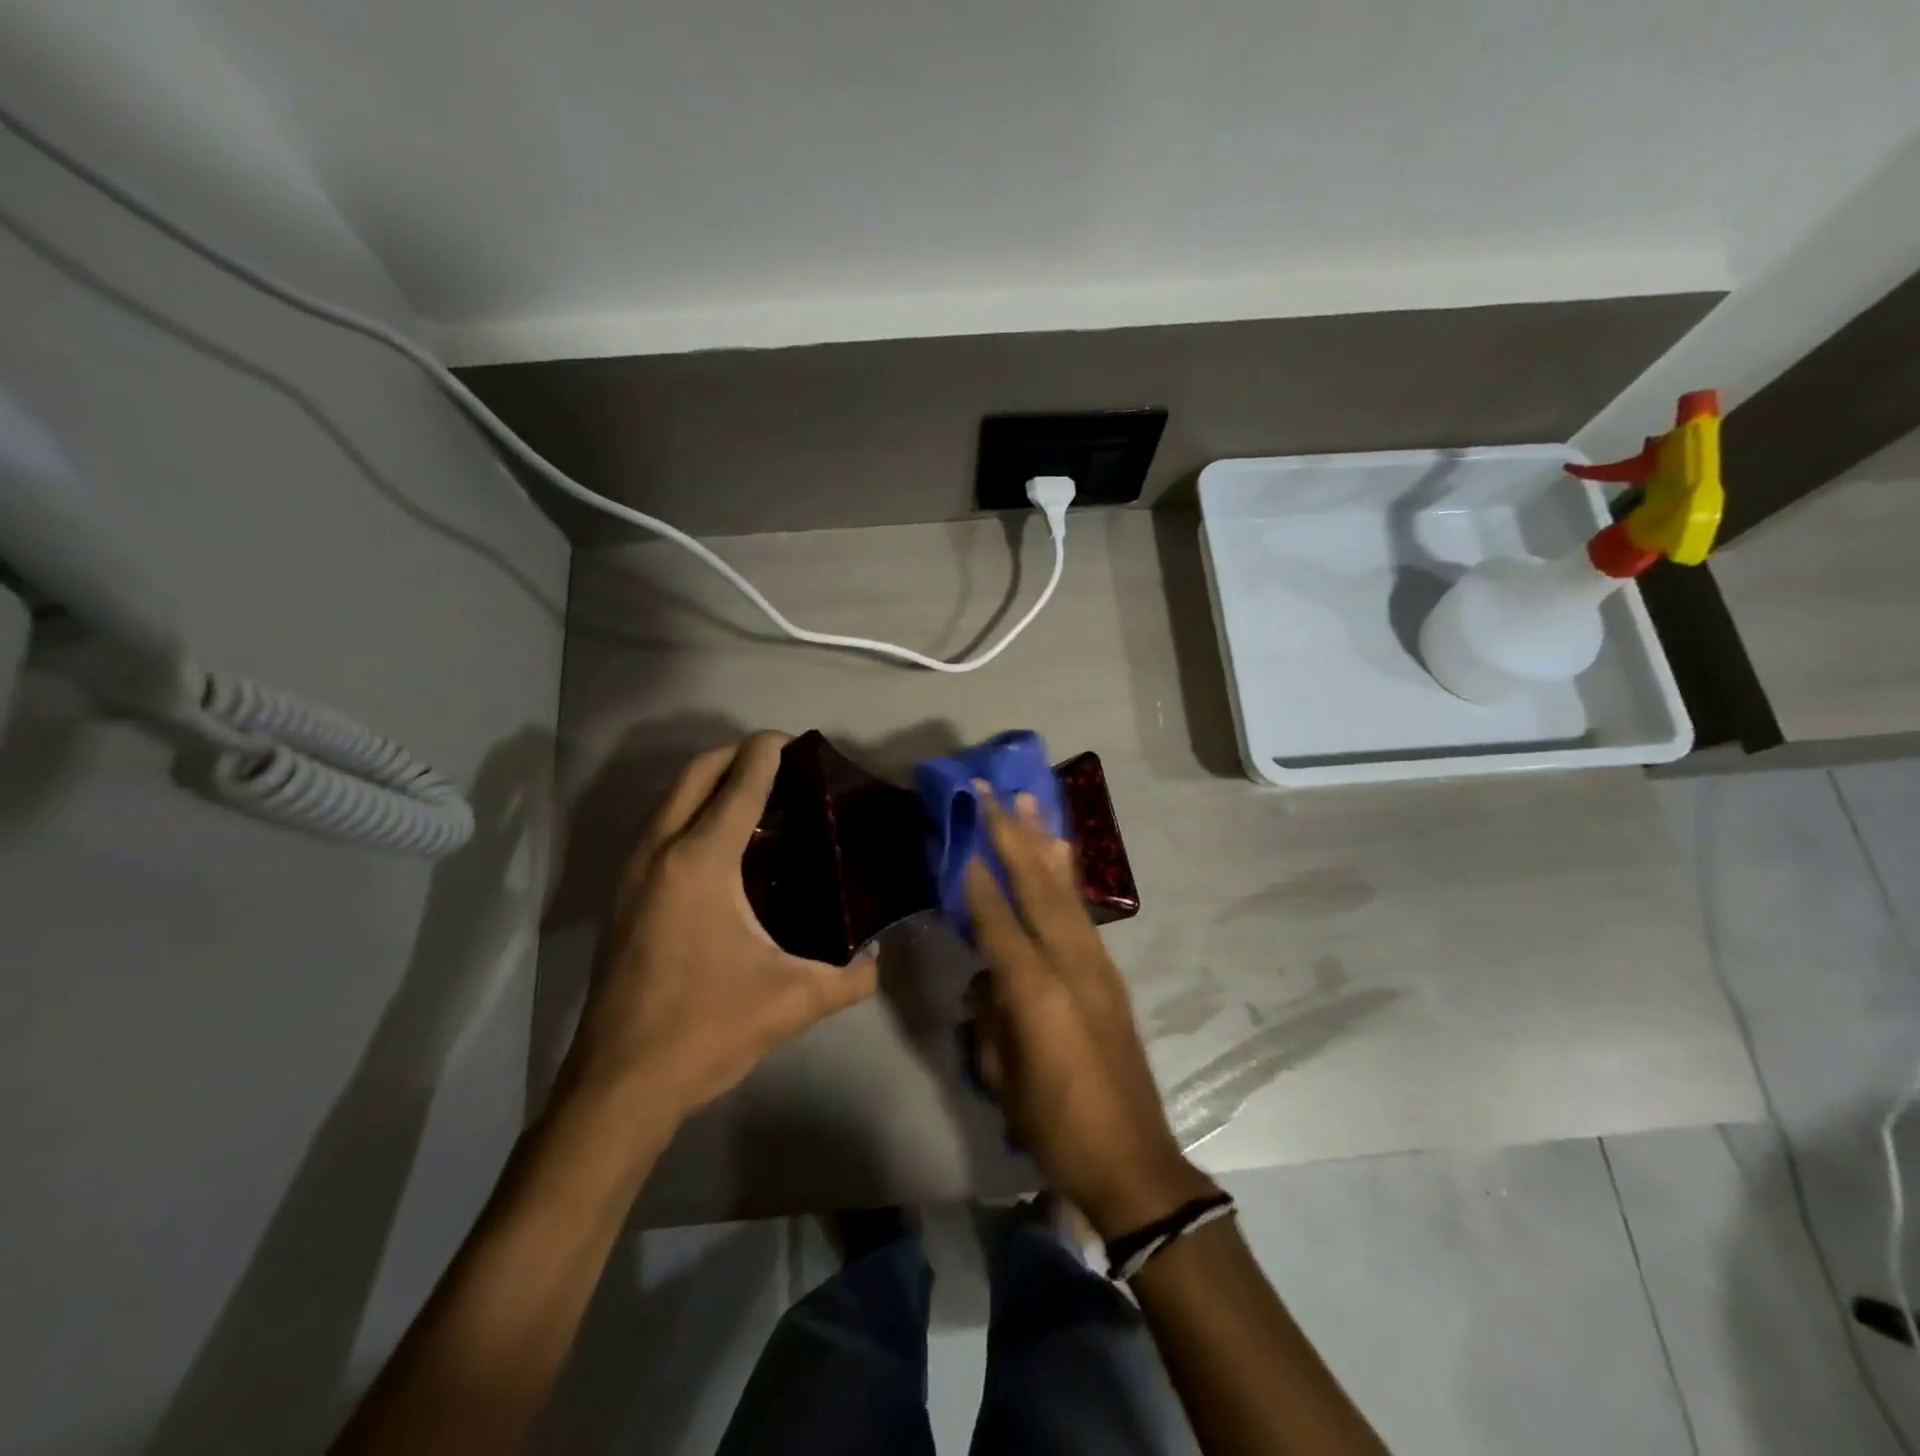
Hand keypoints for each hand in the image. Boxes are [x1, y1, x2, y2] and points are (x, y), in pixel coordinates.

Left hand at [563, 732, 877, 1120]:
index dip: (767, 752)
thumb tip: (880, 961)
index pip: (738, 784)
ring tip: (754, 798)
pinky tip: (720, 849)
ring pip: (668, 799)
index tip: (795, 741)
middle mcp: (659, 852)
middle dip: (734, 755)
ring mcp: (632, 874)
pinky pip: (657, 829)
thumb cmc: (705, 1029)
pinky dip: (688, 813)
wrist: (619, 1084)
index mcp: (701, 862)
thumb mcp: (793, 1001)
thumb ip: (851, 978)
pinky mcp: (621, 898)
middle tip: (779, 764)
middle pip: (694, 774)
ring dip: (707, 783)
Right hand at [965, 789, 1217, 1240]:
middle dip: (1011, 838)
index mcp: (1038, 993)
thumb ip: (992, 1018)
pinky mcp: (1109, 974)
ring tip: (1028, 803)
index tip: (960, 836)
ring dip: (1043, 844)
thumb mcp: (1005, 1080)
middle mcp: (1071, 965)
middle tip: (993, 794)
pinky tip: (1059, 854)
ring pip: (1064, 890)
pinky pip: (1080, 911)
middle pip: (1037, 889)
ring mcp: (1096, 966)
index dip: (977, 881)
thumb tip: (988, 979)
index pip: (998, 922)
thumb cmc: (1057, 1128)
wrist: (1134, 1161)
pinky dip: (1066, 876)